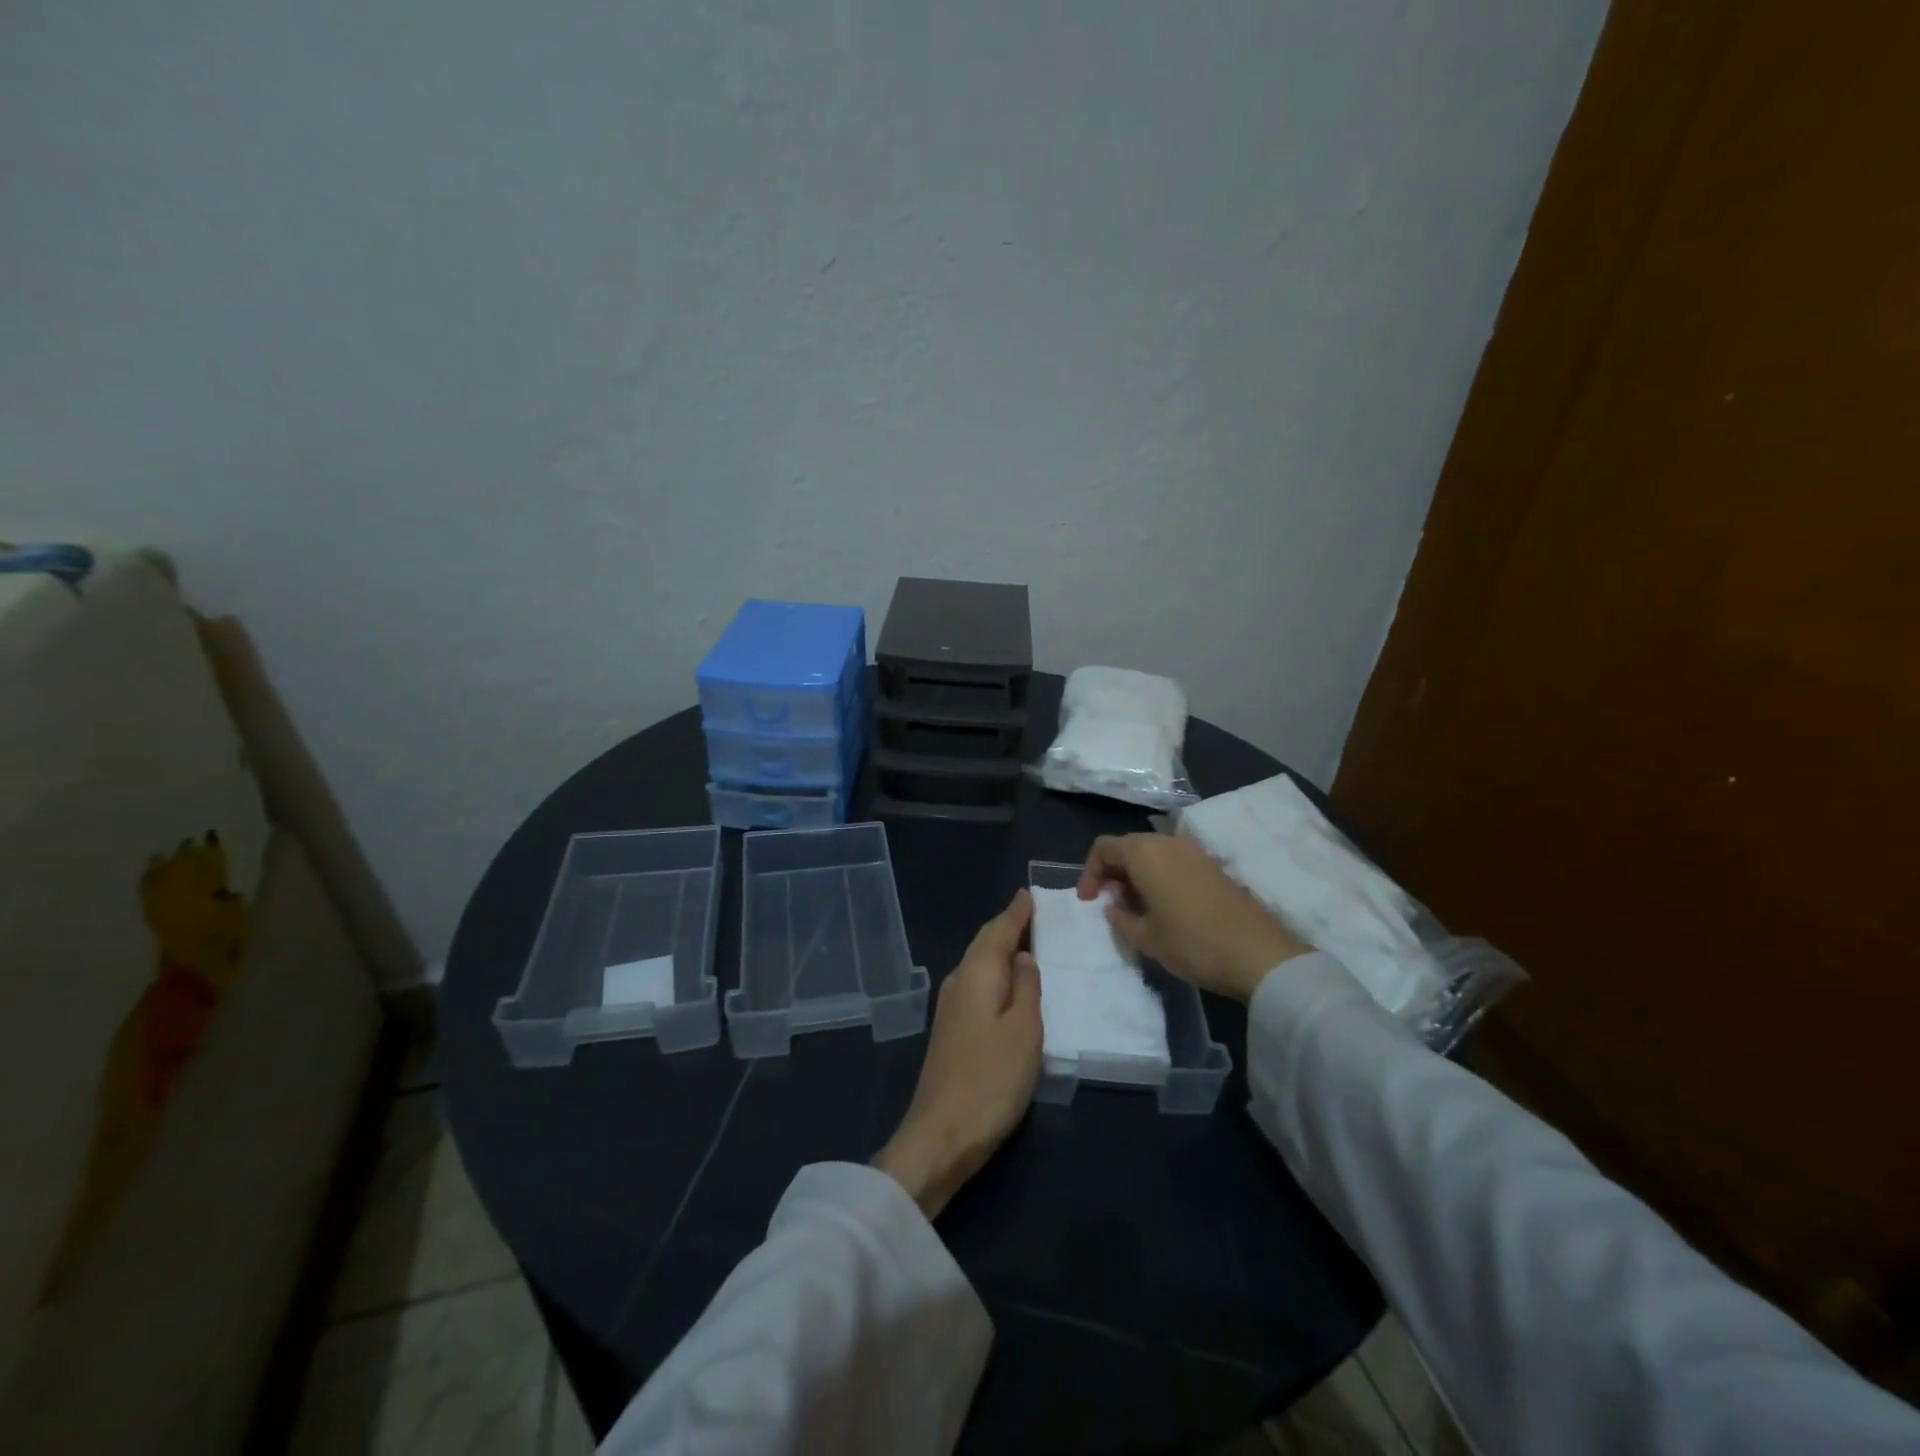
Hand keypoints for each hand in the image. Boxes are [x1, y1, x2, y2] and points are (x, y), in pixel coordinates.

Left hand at [873, 890, 1042, 1218]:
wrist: (941, 1133)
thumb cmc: (991, 1079)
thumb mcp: (1024, 1031)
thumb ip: (1026, 988)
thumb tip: (1023, 956)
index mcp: (976, 974)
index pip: (998, 931)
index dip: (1016, 913)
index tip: (1028, 893)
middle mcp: (958, 981)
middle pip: (983, 943)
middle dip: (1005, 926)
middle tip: (1030, 911)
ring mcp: (950, 1006)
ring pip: (978, 963)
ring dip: (998, 948)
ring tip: (1024, 940)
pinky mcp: (950, 1029)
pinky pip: (976, 983)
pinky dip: (993, 972)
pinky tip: (1005, 982)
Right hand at [1079, 833, 1310, 1001]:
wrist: (1258, 954)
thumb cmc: (1192, 943)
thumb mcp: (1145, 938)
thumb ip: (1120, 917)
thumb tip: (1114, 904)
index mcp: (1145, 852)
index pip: (1104, 847)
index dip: (1090, 872)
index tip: (1088, 901)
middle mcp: (1168, 842)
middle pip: (1129, 847)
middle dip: (1113, 873)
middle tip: (1110, 904)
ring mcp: (1195, 852)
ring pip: (1153, 854)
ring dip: (1137, 875)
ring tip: (1136, 909)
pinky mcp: (1213, 866)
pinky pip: (1174, 862)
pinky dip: (1160, 877)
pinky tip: (1164, 908)